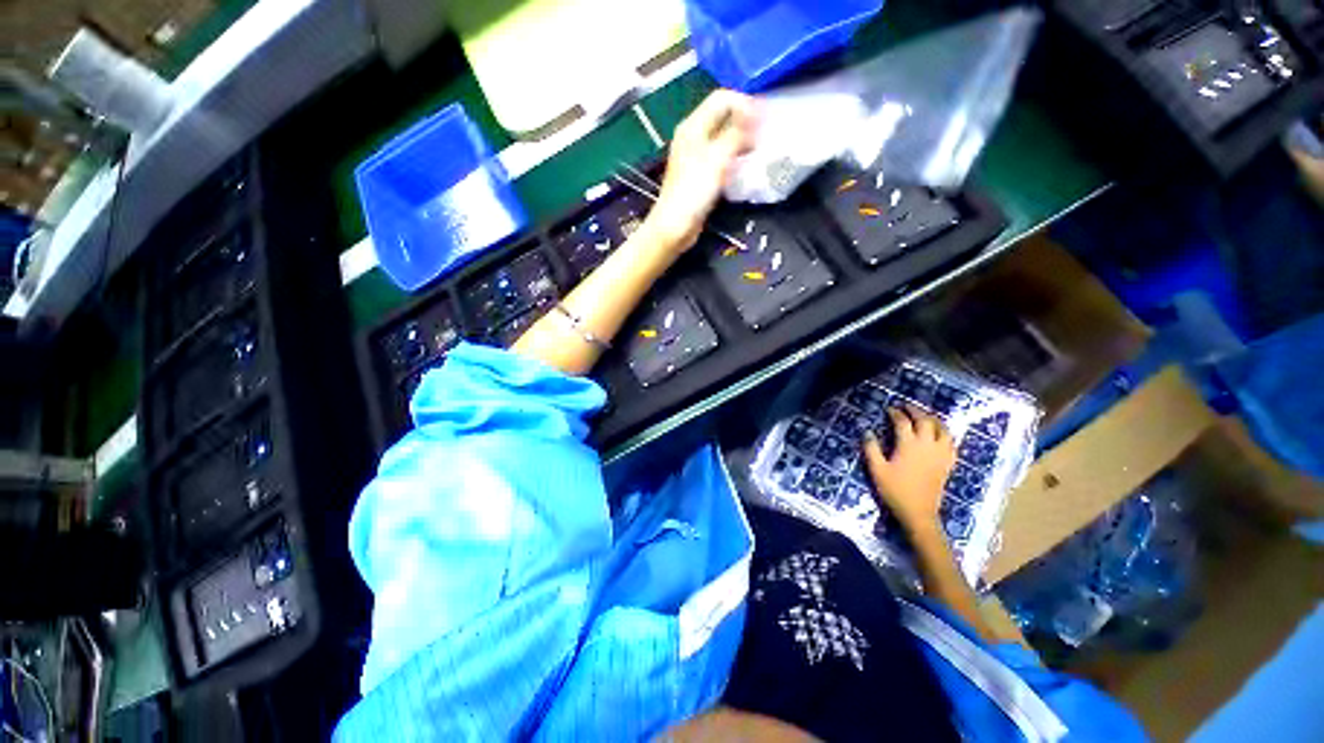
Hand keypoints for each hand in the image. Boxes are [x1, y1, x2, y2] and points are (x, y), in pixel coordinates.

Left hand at [648, 90, 757, 249]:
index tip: (764, 121)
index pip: (722, 98)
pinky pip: (721, 158)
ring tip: (759, 150)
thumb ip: (737, 133)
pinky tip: (746, 167)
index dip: (745, 104)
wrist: (675, 227)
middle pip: (723, 116)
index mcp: (693, 126)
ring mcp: (696, 157)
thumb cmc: (693, 192)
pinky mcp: (701, 176)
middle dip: (745, 121)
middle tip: (765, 135)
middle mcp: (693, 137)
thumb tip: (757, 113)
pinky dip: (735, 157)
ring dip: (742, 140)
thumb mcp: (717, 159)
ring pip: (724, 138)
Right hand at [861, 405, 956, 532]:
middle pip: (924, 421)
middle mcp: (927, 445)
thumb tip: (868, 432)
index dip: (895, 413)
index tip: (888, 409)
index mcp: (909, 445)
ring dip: (933, 419)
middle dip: (915, 411)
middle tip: (905, 407)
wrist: (918, 512)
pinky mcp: (947, 463)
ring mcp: (940, 454)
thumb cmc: (895, 490)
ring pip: (942, 429)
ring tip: (924, 416)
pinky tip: (940, 435)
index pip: (903, 422)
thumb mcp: (877, 469)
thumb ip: (871, 449)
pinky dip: (946, 434)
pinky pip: (951, 443)